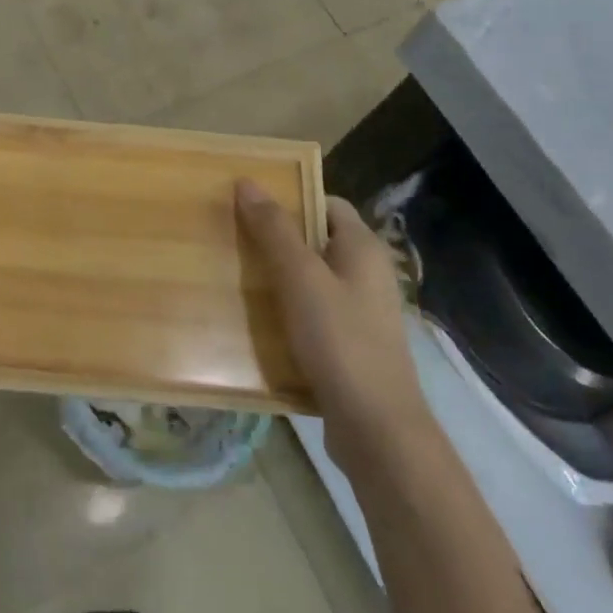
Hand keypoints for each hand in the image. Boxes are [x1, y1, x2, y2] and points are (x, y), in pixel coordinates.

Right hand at [236, 180, 426, 464]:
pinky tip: (258, 321)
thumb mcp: (300, 278)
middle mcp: (367, 274)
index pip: (326, 203)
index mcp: (363, 248)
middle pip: (317, 240)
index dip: (290, 198)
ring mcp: (361, 312)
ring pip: (313, 280)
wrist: (378, 430)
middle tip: (234, 237)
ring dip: (278, 277)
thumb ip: (274, 230)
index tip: (249, 204)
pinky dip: (288, 311)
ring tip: (237, 275)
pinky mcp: (351, 345)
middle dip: (277, 239)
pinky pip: (314, 314)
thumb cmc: (340, 341)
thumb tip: (248, 182)